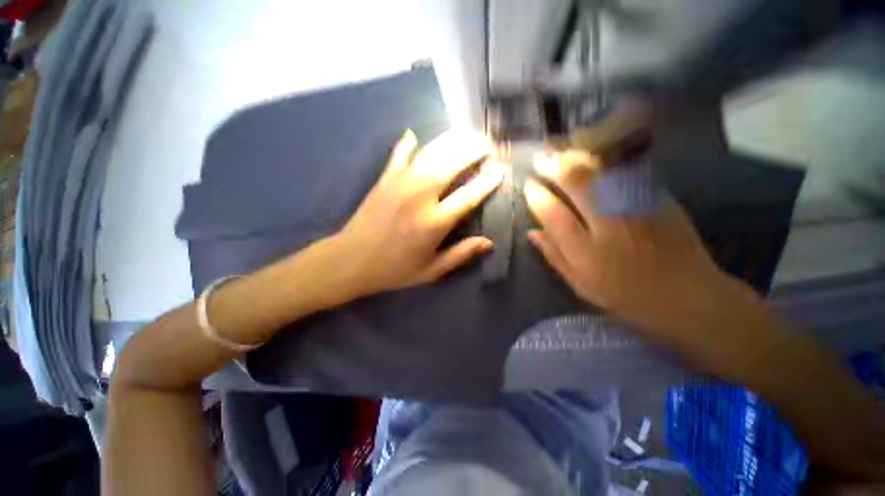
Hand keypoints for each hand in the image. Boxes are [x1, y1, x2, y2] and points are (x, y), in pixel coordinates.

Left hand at [336, 129, 503, 295]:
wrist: (350, 261)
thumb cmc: (394, 270)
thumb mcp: (431, 271)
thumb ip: (461, 255)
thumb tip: (489, 242)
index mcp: (435, 222)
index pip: (470, 194)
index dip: (488, 179)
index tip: (500, 169)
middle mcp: (420, 196)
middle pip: (453, 162)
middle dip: (475, 148)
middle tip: (488, 145)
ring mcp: (400, 183)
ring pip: (432, 151)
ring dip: (453, 139)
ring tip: (467, 135)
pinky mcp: (384, 178)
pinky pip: (400, 153)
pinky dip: (409, 142)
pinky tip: (415, 134)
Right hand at [523, 151, 744, 351]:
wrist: (689, 294)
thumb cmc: (626, 295)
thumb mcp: (581, 284)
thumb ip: (554, 256)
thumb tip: (532, 233)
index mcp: (587, 251)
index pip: (554, 214)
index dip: (537, 196)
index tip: (528, 185)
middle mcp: (610, 222)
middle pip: (578, 183)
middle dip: (554, 166)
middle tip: (541, 158)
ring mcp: (637, 205)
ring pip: (601, 169)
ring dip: (577, 156)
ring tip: (561, 150)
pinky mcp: (657, 196)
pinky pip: (624, 169)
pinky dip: (604, 158)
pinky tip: (592, 153)